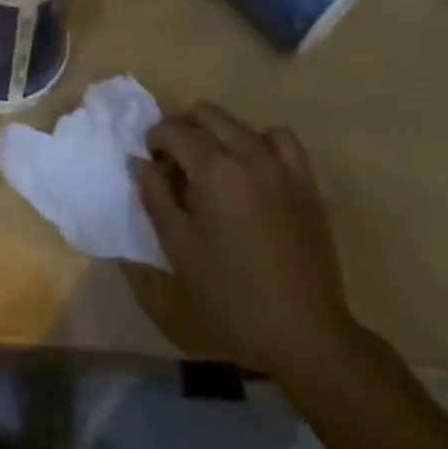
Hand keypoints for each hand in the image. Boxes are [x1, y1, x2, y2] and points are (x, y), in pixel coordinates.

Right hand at [133, 102, 357, 375]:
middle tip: (174, 163)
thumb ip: (155, 196)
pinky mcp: (305, 184)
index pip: (173, 129)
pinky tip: (252, 167)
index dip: (154, 139)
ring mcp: (281, 167)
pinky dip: (261, 142)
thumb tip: (142, 162)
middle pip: (206, 114)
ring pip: (240, 123)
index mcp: (214, 169)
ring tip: (211, 165)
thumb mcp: (178, 247)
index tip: (151, 163)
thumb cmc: (231, 295)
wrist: (304, 334)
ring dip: (218, 133)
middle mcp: (248, 155)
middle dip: (183, 129)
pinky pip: (281, 140)